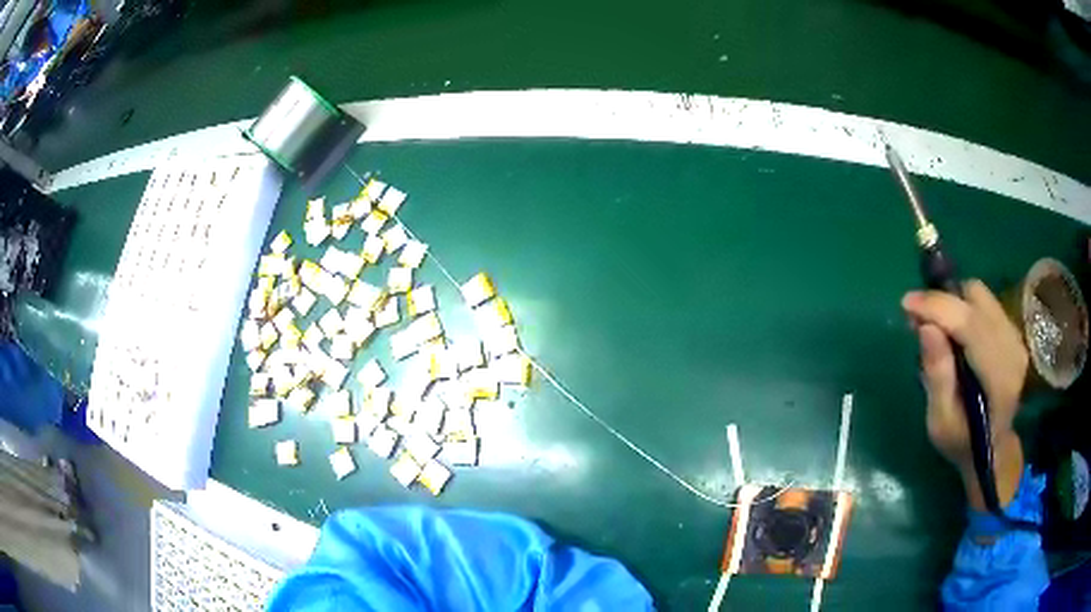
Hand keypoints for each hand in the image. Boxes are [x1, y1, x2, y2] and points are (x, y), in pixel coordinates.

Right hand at [902, 280, 1027, 506]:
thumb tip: (925, 328)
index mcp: (999, 378)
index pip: (970, 324)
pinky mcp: (1012, 330)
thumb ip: (937, 376)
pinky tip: (951, 329)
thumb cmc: (962, 442)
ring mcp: (1015, 336)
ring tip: (933, 324)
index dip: (938, 307)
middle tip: (917, 319)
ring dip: (952, 302)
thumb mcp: (941, 422)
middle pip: (976, 299)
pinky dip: (962, 307)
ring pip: (980, 295)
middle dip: (943, 301)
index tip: (906, 303)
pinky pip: (984, 302)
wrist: (993, 448)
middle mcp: (1012, 348)